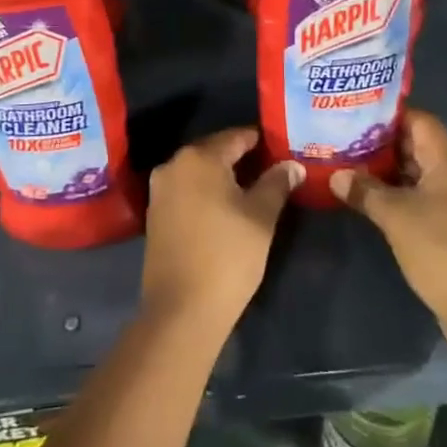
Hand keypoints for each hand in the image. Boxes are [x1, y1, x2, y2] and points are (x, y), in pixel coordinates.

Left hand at [140, 127, 301, 334]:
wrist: (181, 309)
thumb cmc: (227, 255)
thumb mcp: (261, 217)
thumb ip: (277, 184)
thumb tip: (291, 165)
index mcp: (198, 157)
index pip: (236, 137)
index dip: (261, 141)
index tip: (282, 147)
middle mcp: (173, 165)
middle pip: (214, 152)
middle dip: (242, 158)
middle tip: (273, 168)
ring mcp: (160, 190)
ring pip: (199, 172)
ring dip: (224, 177)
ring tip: (254, 189)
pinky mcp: (155, 215)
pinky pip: (187, 191)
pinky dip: (207, 193)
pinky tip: (227, 209)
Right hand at [332, 109, 446, 351]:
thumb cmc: (438, 247)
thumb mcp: (393, 215)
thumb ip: (364, 190)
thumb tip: (337, 175)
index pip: (419, 121)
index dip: (388, 115)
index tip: (357, 114)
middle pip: (422, 146)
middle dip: (386, 144)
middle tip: (349, 140)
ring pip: (425, 174)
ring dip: (394, 171)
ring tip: (357, 167)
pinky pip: (430, 197)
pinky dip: (406, 194)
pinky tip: (378, 200)